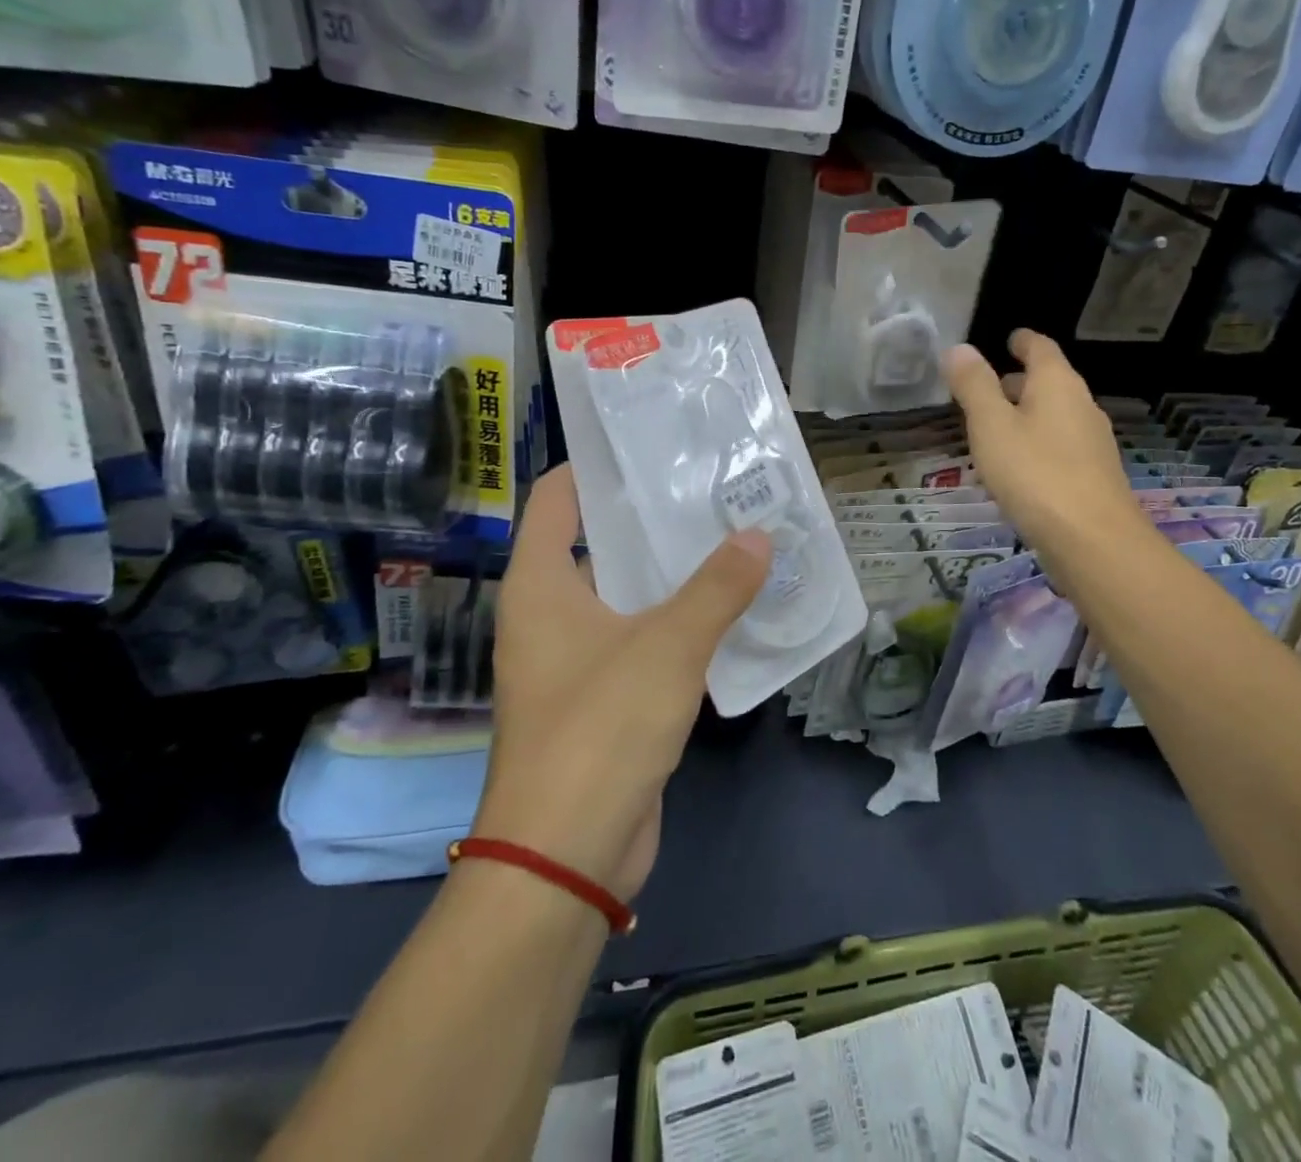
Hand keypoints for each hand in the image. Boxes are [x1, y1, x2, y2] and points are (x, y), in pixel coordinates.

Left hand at [475, 464, 769, 900]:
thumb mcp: (666, 647)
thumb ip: (717, 588)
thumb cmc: (600, 729)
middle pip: (599, 542)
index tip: (653, 444)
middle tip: (713, 487)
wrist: (565, 857)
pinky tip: (728, 607)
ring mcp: (576, 658)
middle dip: (652, 517)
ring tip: (732, 535)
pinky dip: (678, 620)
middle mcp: (550, 614)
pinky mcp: (604, 697)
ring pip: (627, 594)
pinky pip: (643, 639)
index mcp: (540, 585)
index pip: (558, 498)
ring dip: (673, 572)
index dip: (598, 466)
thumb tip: (759, 536)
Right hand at [943, 330, 1145, 578]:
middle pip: (1050, 382)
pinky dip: (1037, 443)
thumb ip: (974, 386)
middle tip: (989, 386)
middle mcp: (1081, 406)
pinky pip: (1060, 446)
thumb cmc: (1035, 474)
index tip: (1009, 338)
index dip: (1023, 341)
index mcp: (1058, 384)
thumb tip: (960, 348)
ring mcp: (1092, 442)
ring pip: (1055, 416)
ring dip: (1028, 415)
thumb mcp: (992, 426)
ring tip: (996, 427)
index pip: (1041, 348)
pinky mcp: (1093, 476)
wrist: (1093, 540)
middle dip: (1020, 381)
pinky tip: (1018, 467)